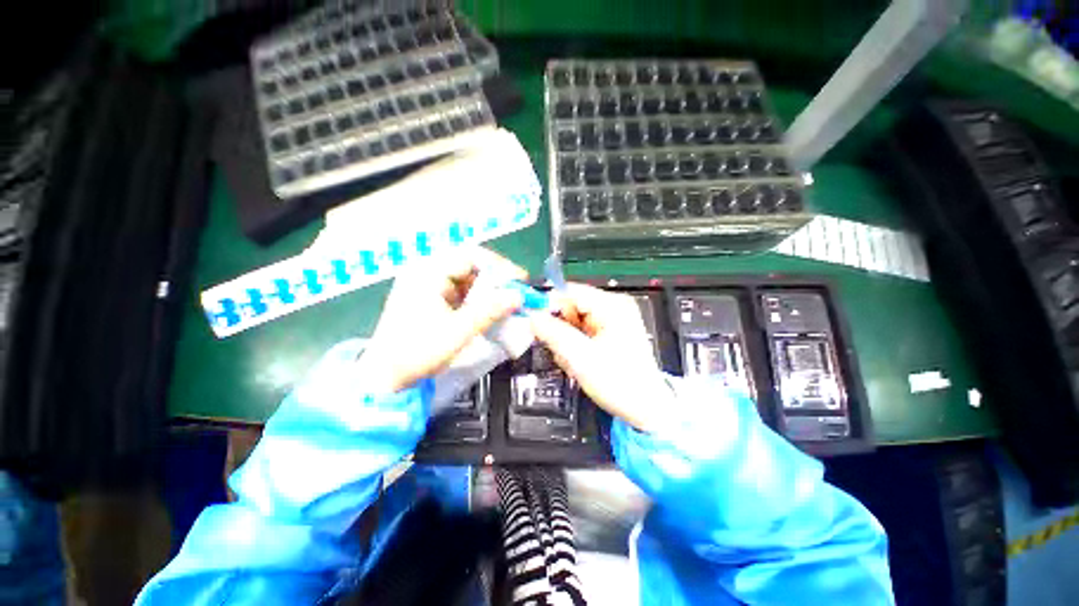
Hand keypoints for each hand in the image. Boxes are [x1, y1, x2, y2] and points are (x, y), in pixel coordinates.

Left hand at [357, 248, 526, 392]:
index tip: (519, 280)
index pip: (471, 255)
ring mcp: (427, 285)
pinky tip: (489, 310)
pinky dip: (477, 299)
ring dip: (487, 290)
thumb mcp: (458, 331)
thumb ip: (490, 311)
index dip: (499, 265)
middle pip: (469, 265)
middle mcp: (426, 272)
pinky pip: (460, 292)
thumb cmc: (418, 352)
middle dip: (495, 279)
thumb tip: (518, 296)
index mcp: (428, 272)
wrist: (384, 378)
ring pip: (467, 279)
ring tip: (507, 303)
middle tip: (516, 292)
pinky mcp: (430, 298)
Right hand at [529, 284, 674, 431]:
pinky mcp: (608, 332)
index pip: (569, 292)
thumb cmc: (621, 383)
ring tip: (574, 362)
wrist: (645, 408)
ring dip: (566, 341)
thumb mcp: (581, 358)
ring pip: (572, 321)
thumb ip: (554, 334)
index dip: (548, 306)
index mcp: (612, 306)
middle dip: (560, 330)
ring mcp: (611, 320)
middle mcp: (612, 307)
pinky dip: (574, 346)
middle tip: (561, 352)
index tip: (535, 324)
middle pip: (570, 307)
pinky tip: (580, 363)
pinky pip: (580, 331)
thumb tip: (533, 317)